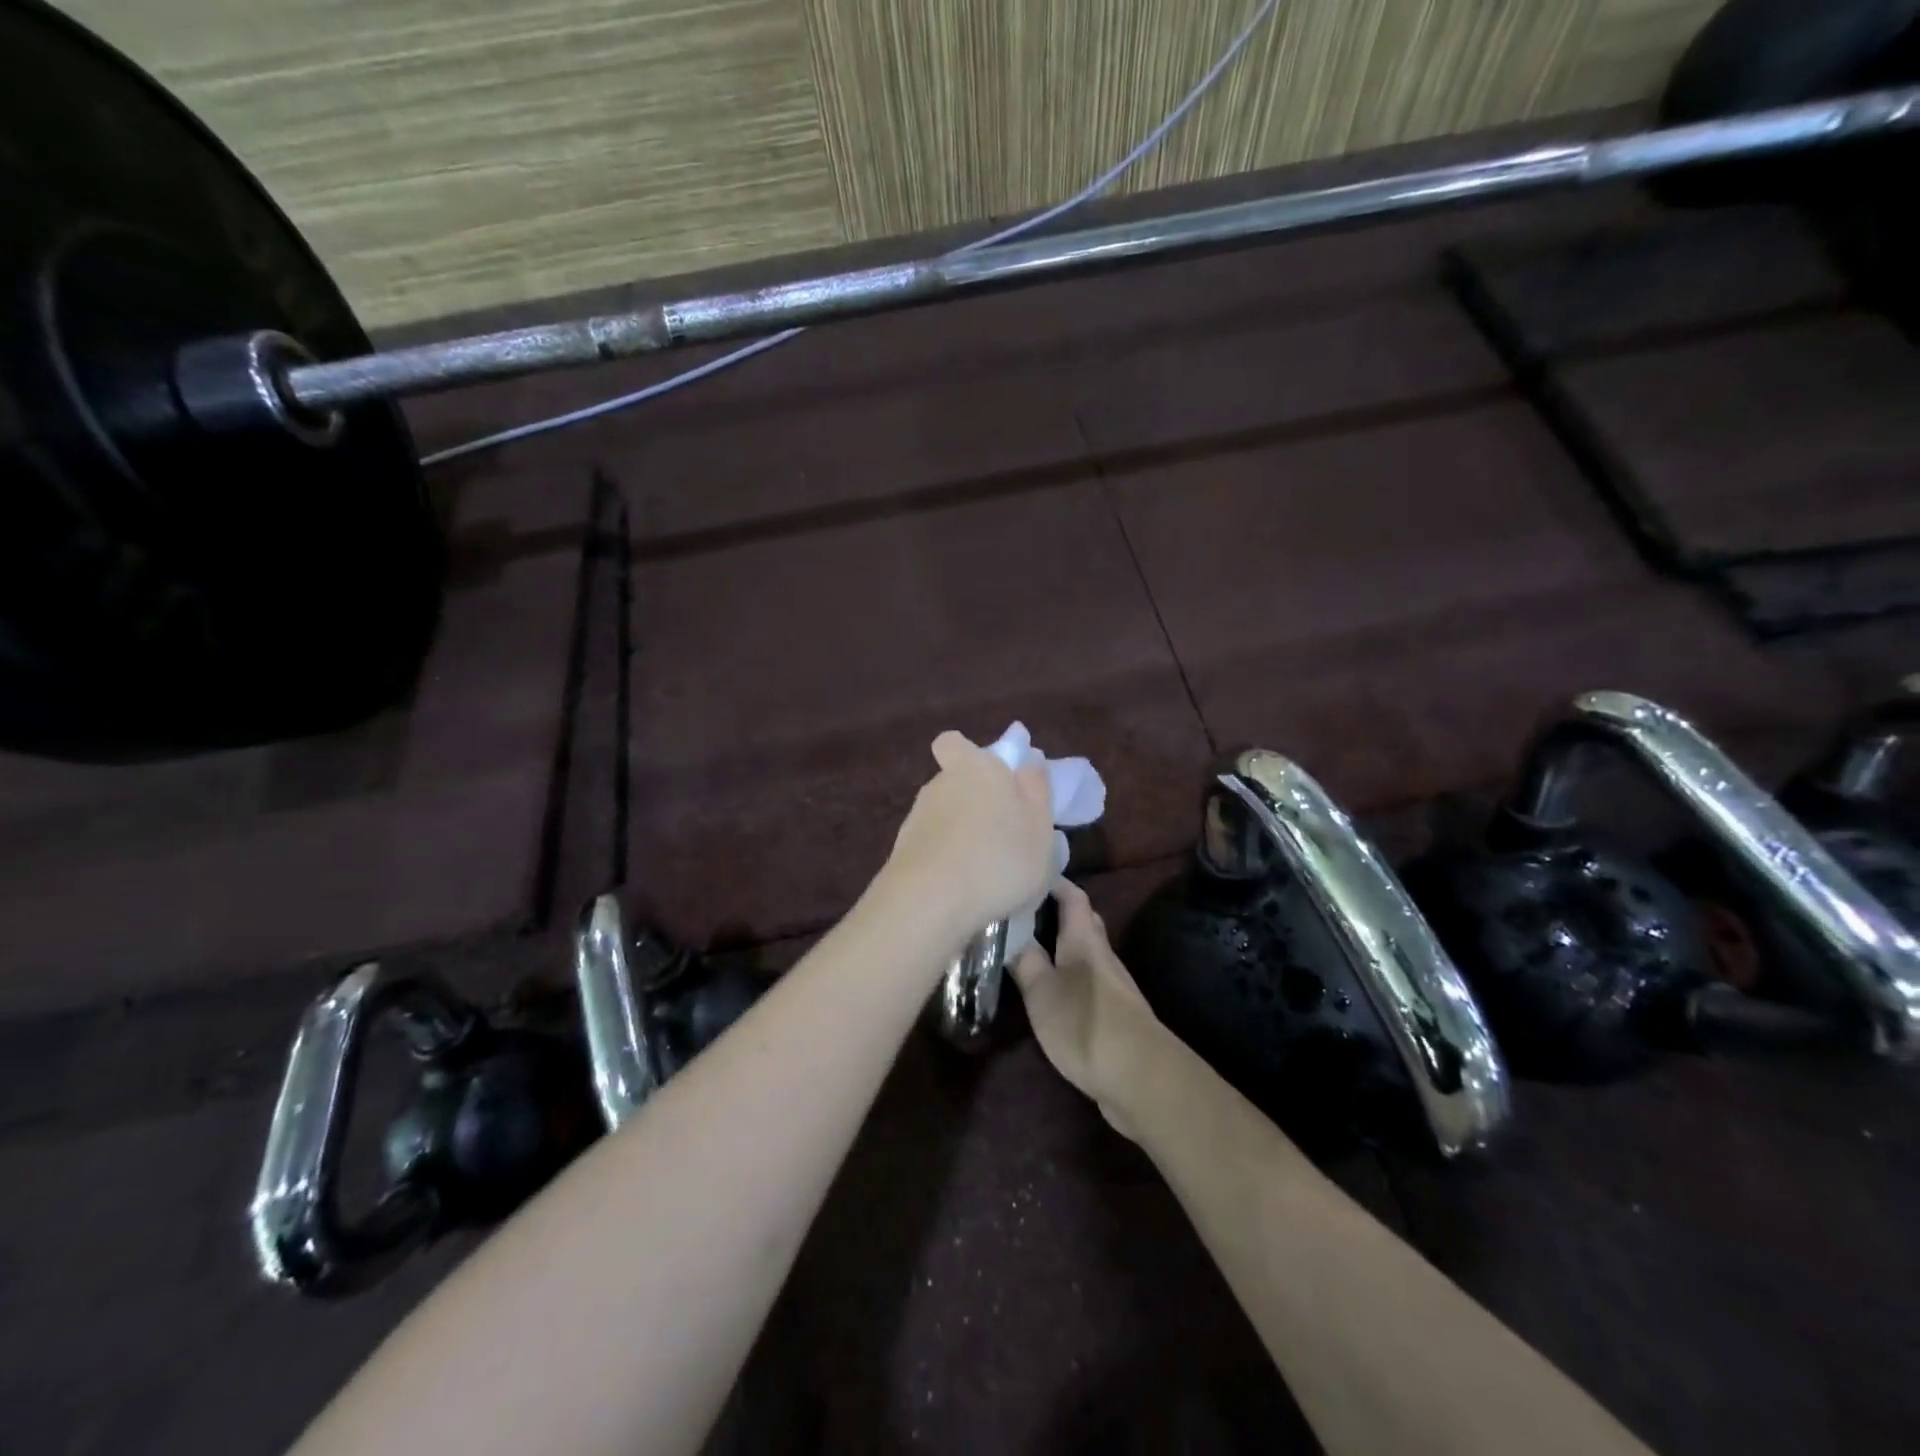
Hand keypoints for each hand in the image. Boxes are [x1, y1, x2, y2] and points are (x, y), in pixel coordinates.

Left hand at [885, 730, 1056, 938]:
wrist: (930, 902)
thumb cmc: (1000, 857)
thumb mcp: (1039, 827)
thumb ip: (1036, 790)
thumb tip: (1029, 761)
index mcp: (975, 768)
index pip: (953, 743)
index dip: (967, 755)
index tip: (989, 777)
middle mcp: (939, 785)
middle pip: (954, 782)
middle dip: (973, 802)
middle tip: (1002, 834)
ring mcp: (916, 819)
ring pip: (943, 818)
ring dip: (961, 836)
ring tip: (987, 871)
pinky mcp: (902, 852)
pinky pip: (932, 849)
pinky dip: (946, 862)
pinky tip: (963, 890)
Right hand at [1010, 879, 1165, 1140]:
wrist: (1140, 1076)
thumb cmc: (1085, 1023)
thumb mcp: (1041, 991)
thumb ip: (1025, 961)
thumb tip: (1008, 934)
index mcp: (1085, 940)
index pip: (1073, 896)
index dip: (1054, 881)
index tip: (1029, 872)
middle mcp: (1102, 955)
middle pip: (1083, 922)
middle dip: (1057, 912)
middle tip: (1023, 911)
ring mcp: (1112, 985)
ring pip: (1085, 952)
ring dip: (1061, 946)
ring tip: (1028, 948)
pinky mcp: (1114, 1014)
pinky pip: (1087, 981)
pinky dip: (1068, 975)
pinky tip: (1050, 989)